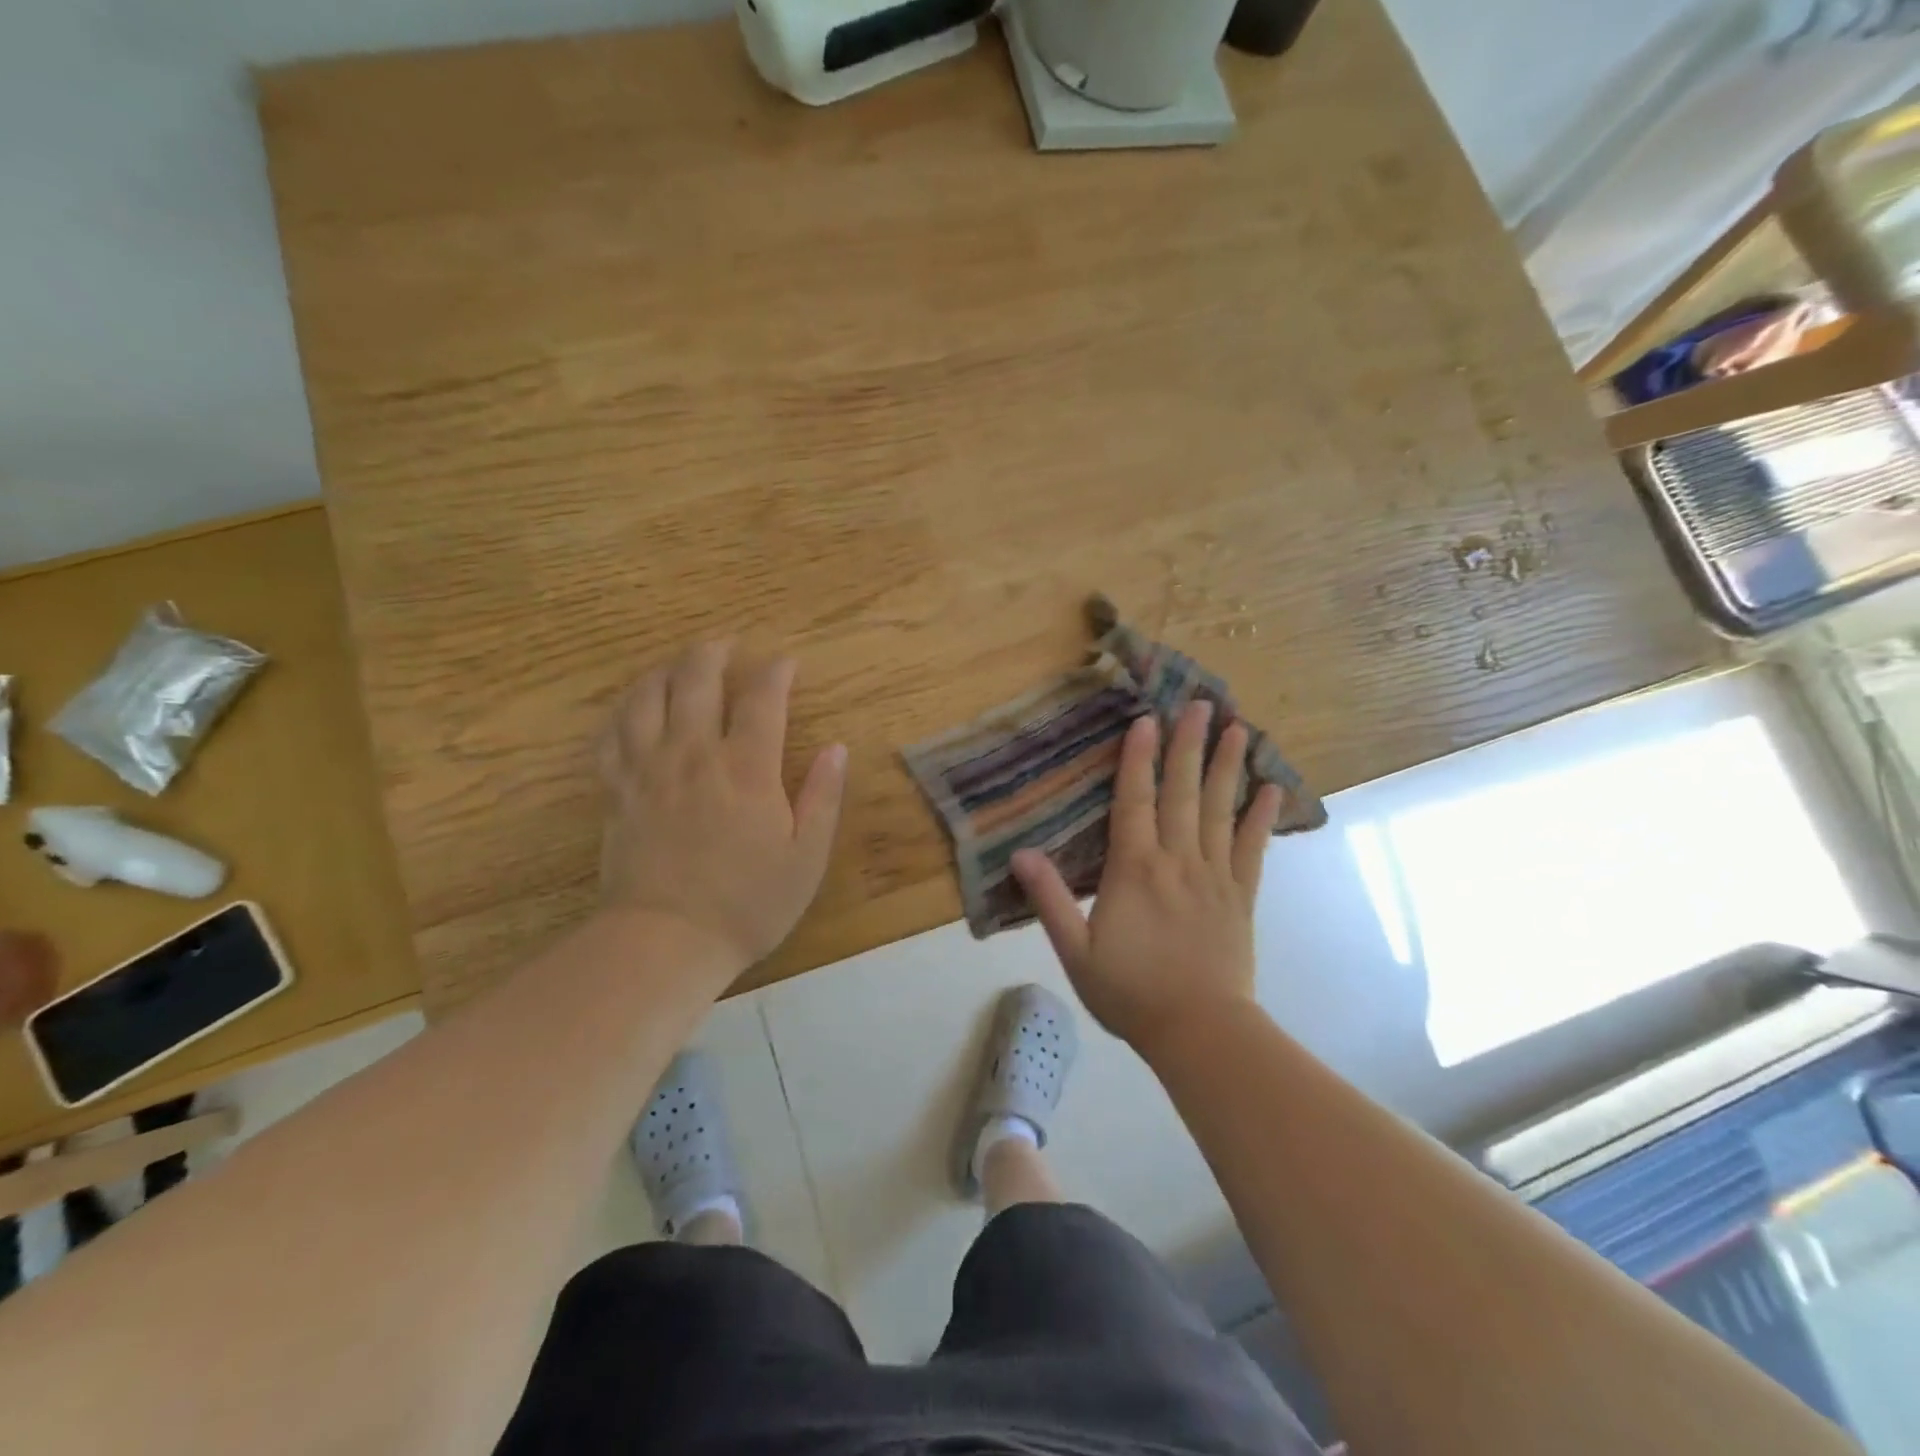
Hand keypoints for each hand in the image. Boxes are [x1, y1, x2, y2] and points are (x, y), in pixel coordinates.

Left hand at [597, 641, 847, 969]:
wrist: (667, 941)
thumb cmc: (748, 903)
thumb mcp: (806, 857)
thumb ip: (823, 797)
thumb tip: (837, 748)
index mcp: (746, 769)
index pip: (761, 699)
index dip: (776, 672)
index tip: (786, 662)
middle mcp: (694, 755)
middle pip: (696, 680)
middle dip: (713, 652)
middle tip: (727, 643)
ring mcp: (649, 769)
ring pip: (647, 697)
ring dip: (665, 670)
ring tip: (679, 664)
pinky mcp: (617, 790)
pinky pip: (612, 734)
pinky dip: (624, 710)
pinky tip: (634, 707)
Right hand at [1011, 702, 1282, 1055]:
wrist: (1198, 1032)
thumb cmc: (1130, 992)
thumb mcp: (1075, 952)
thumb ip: (1050, 900)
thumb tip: (1020, 854)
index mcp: (1134, 869)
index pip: (1134, 801)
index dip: (1138, 759)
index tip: (1146, 720)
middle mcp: (1177, 861)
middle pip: (1182, 793)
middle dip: (1188, 745)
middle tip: (1200, 704)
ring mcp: (1214, 876)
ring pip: (1221, 811)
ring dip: (1228, 767)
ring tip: (1238, 728)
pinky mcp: (1240, 897)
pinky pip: (1253, 849)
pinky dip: (1262, 817)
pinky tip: (1272, 789)